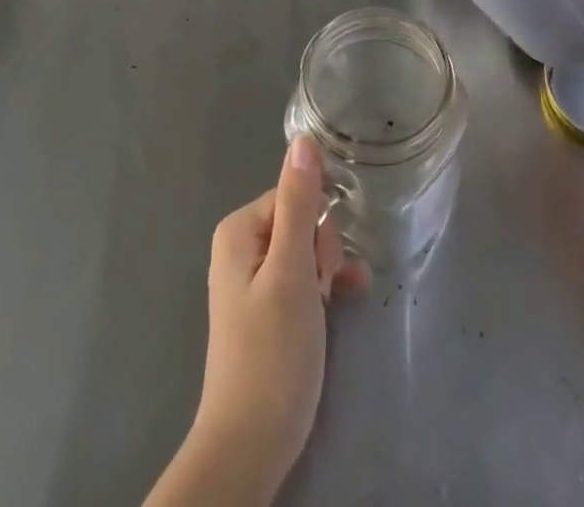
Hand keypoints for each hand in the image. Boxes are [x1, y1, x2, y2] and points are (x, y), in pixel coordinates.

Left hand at [180, 137, 368, 502]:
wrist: (250, 444)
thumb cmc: (272, 352)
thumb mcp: (292, 270)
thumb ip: (299, 203)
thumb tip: (303, 139)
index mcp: (239, 229)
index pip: (295, 195)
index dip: (317, 227)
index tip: (319, 266)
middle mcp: (241, 245)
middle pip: (301, 220)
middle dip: (321, 251)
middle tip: (319, 292)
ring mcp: (252, 278)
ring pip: (306, 249)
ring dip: (325, 271)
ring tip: (325, 308)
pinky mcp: (266, 307)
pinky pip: (301, 276)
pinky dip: (322, 286)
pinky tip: (343, 301)